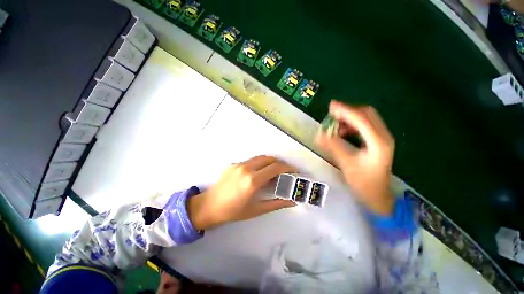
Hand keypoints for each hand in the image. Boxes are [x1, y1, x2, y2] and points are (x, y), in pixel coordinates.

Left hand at [187, 156, 295, 229]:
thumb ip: (276, 203)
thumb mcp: (257, 209)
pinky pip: (251, 160)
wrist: (210, 206)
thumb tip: (292, 201)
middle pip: (269, 159)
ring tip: (273, 172)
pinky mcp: (234, 164)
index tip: (294, 171)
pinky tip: (258, 173)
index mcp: (253, 180)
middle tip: (285, 172)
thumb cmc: (234, 211)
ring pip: (260, 158)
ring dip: (270, 162)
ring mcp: (239, 164)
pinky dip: (259, 164)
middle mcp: (246, 168)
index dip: (287, 168)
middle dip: (280, 163)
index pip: (275, 168)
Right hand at [317, 101, 394, 215]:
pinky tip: (343, 131)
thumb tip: (319, 133)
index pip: (362, 119)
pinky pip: (365, 126)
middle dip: (348, 111)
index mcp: (378, 142)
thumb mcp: (346, 164)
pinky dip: (352, 124)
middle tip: (332, 112)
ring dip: (350, 117)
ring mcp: (382, 138)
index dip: (346, 111)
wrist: (378, 195)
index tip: (331, 106)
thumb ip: (333, 146)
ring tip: (335, 123)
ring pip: (367, 118)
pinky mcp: (378, 141)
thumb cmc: (363, 183)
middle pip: (367, 114)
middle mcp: (383, 136)